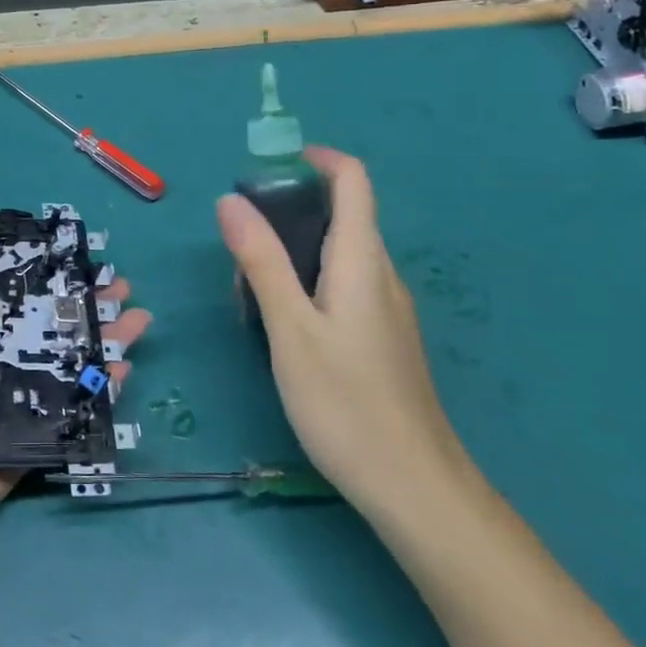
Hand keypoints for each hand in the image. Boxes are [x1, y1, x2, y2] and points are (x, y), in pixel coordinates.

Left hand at [0, 226, 151, 629]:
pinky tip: (119, 372)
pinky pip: (53, 427)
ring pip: (48, 376)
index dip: (17, 279)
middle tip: (113, 282)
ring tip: (134, 316)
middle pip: (25, 336)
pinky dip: (87, 401)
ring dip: (89, 347)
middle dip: (69, 309)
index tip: (56, 251)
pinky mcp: (7, 465)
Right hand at [216, 146, 467, 517]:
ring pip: (337, 256)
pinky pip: (343, 288)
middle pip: (341, 216)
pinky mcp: (383, 338)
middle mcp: (381, 275)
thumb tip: (230, 201)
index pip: (353, 181)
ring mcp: (387, 309)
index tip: (271, 164)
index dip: (318, 158)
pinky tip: (282, 328)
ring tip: (249, 294)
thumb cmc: (346, 403)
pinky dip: (306, 285)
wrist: (415, 488)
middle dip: (287, 214)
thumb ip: (262, 262)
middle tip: (239, 247)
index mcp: (362, 261)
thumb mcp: (290, 329)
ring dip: (291, 255)